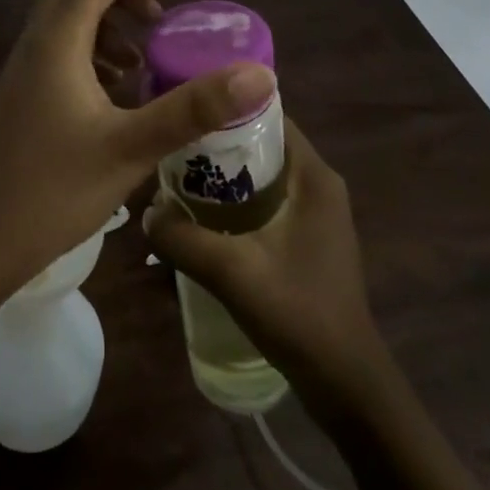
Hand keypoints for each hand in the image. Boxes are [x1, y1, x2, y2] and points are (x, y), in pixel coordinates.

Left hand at [0, 0, 275, 296]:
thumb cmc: (52, 192)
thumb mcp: (131, 148)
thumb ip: (193, 107)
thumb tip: (259, 74)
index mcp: (57, 39)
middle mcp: (37, 40)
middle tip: (166, 19)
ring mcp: (26, 66)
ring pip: (70, 12)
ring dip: (113, 19)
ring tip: (148, 59)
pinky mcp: (25, 91)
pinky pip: (64, 45)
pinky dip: (97, 48)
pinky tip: (120, 90)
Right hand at [143, 120, 385, 409]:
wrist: (344, 382)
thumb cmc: (298, 313)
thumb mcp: (232, 271)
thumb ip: (182, 238)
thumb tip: (145, 213)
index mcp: (314, 176)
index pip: (270, 116)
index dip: (227, 108)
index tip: (183, 109)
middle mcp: (319, 184)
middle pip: (262, 144)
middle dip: (217, 143)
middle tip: (170, 146)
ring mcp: (316, 212)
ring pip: (261, 174)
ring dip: (223, 175)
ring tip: (175, 178)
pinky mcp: (307, 236)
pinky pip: (266, 200)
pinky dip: (235, 200)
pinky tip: (201, 216)